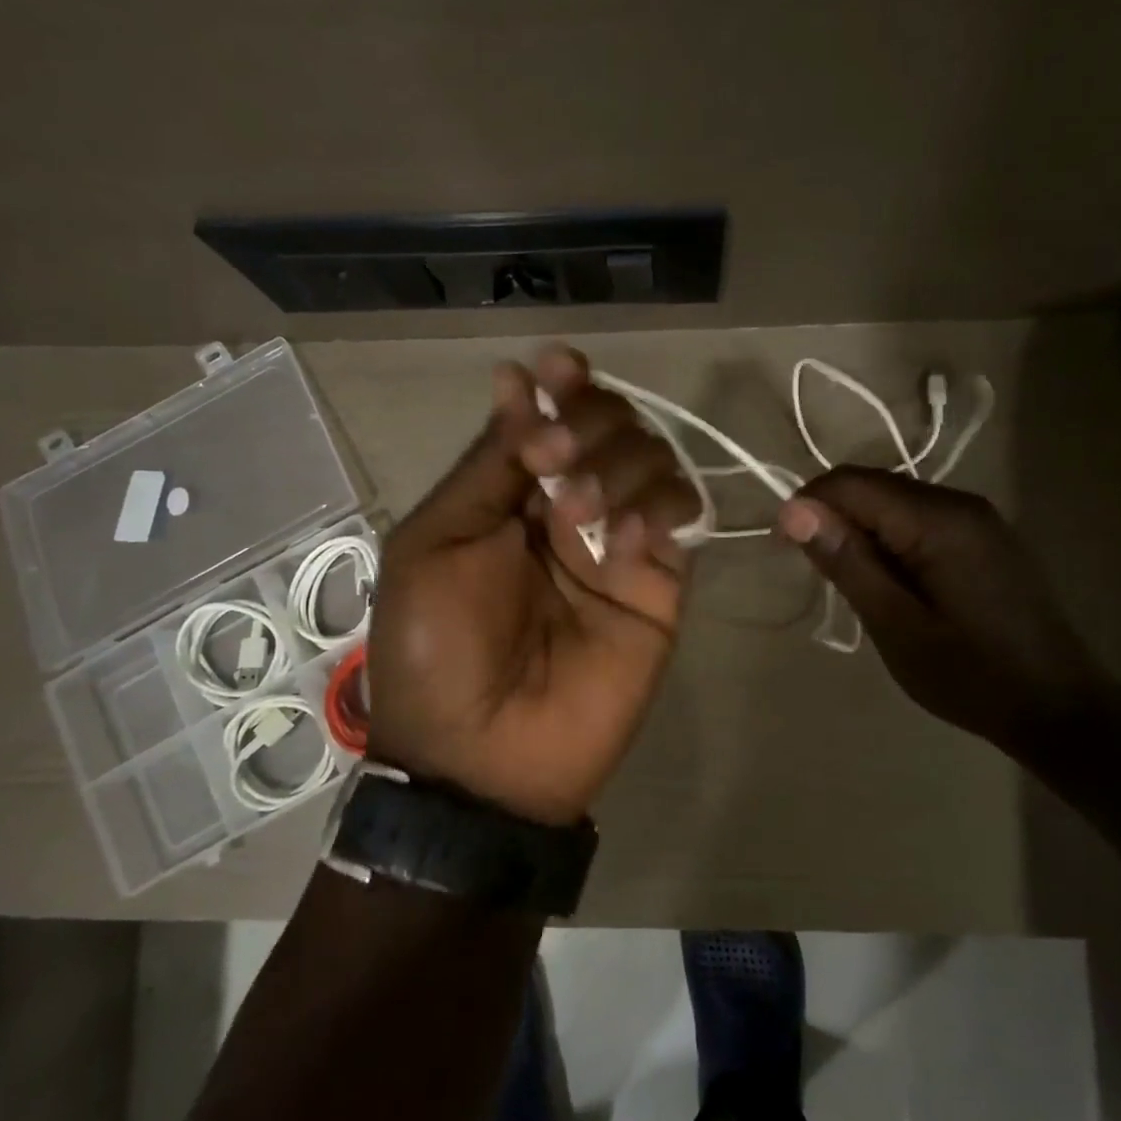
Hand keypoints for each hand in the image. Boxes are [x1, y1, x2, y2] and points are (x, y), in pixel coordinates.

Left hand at [368, 346, 697, 825]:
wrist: (484, 755)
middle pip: (609, 425)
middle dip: (588, 420)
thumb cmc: (439, 645)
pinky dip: (661, 509)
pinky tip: (628, 539)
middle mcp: (568, 507)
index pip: (552, 415)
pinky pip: (682, 518)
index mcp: (510, 494)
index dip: (561, 383)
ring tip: (579, 512)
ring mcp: (618, 543)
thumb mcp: (438, 542)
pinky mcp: (660, 584)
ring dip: (619, 464)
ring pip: (652, 459)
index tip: (558, 364)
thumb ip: (489, 465)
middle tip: (554, 457)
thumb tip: (517, 381)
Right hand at [778, 467, 1113, 756]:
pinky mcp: (985, 536)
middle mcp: (960, 502)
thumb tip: (794, 510)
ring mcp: (978, 517)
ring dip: (860, 530)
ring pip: (894, 501)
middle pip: (873, 485)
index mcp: (938, 521)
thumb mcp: (896, 626)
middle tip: (817, 574)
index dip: (807, 506)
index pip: (851, 483)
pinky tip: (890, 582)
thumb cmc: (971, 676)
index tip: (783, 549)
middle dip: (832, 518)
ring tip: (852, 584)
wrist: (1061, 709)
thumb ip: (847, 562)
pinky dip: (889, 539)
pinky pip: (919, 519)